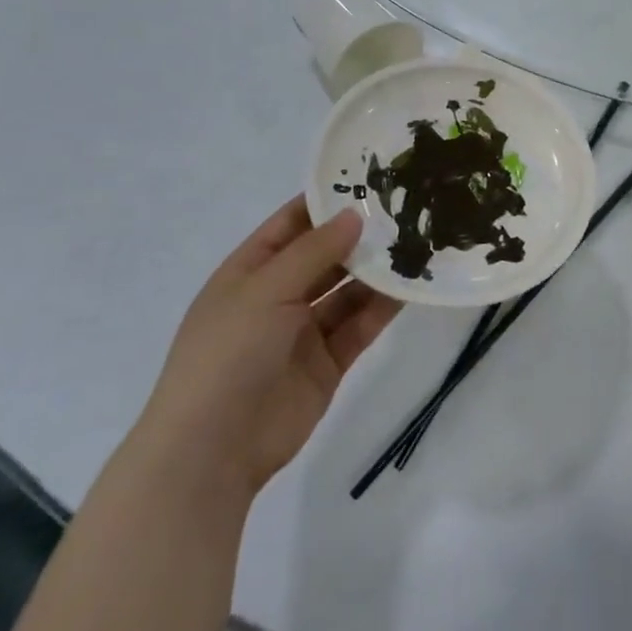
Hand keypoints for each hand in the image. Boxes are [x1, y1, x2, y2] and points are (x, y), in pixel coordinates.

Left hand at [133, 198, 400, 502]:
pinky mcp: (328, 362)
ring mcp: (303, 331)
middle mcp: (277, 297)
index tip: (369, 180)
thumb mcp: (265, 290)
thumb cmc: (228, 354)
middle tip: (407, 210)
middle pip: (325, 257)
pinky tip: (412, 286)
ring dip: (377, 271)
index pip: (290, 224)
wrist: (213, 450)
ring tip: (418, 242)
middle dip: (360, 236)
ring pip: (348, 291)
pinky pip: (360, 325)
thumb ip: (314, 251)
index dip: (325, 202)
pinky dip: (384, 307)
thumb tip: (355, 214)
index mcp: (249, 272)